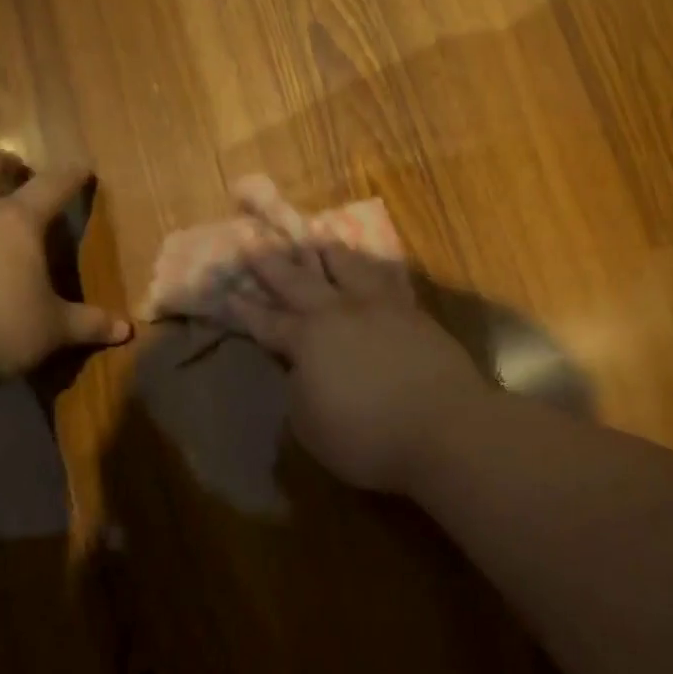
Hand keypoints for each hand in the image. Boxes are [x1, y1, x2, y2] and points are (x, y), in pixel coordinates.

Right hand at [229, 242, 488, 494]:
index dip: (245, 309)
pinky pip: (387, 279)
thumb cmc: (367, 437)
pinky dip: (372, 268)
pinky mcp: (414, 313)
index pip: (267, 322)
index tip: (228, 289)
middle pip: (299, 281)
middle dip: (272, 262)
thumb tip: (302, 370)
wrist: (444, 429)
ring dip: (327, 251)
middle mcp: (340, 312)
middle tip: (253, 239)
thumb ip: (299, 390)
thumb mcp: (311, 426)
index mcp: (307, 340)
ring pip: (348, 267)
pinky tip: (372, 265)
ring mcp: (381, 308)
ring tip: (316, 235)